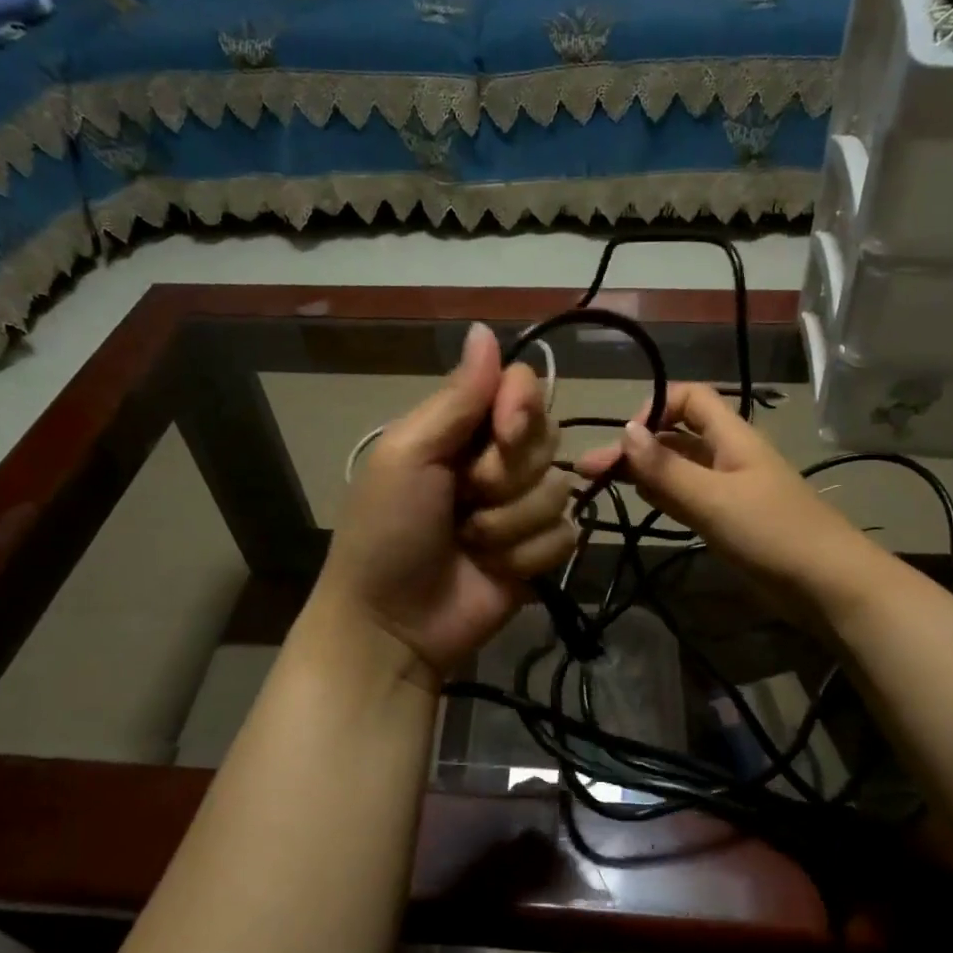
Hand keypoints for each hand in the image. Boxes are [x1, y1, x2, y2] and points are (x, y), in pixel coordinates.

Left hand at [315, 322, 576, 685]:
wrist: (392, 624)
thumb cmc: (386, 532)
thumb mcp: (408, 455)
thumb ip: (456, 398)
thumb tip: (485, 328)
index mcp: (463, 428)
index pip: (522, 387)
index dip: (522, 407)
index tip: (504, 434)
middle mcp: (498, 459)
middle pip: (548, 438)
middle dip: (506, 476)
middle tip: (465, 499)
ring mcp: (522, 507)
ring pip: (559, 491)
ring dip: (509, 524)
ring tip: (470, 543)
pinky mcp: (540, 551)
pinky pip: (566, 535)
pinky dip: (526, 555)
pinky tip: (494, 569)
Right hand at [577, 382, 882, 618]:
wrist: (827, 585)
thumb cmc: (772, 533)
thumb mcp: (714, 499)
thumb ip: (667, 469)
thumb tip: (624, 432)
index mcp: (731, 437)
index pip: (689, 398)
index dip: (655, 406)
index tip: (626, 439)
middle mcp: (728, 456)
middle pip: (676, 435)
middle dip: (635, 447)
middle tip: (589, 471)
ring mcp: (729, 489)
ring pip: (679, 468)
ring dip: (645, 472)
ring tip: (604, 485)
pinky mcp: (729, 520)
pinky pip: (689, 497)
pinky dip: (664, 495)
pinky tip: (643, 503)